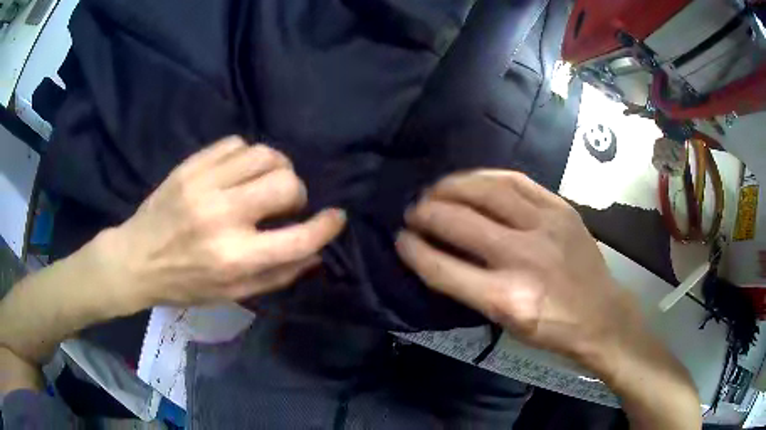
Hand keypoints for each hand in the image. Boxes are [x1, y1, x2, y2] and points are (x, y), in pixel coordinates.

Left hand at [93, 136, 345, 310]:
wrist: (136, 259)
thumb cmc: (185, 284)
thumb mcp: (232, 295)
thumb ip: (277, 275)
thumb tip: (315, 253)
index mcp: (234, 259)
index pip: (298, 238)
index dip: (326, 226)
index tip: (335, 218)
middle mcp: (222, 216)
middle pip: (286, 182)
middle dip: (297, 193)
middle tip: (284, 204)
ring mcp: (203, 185)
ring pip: (264, 154)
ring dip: (276, 168)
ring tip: (264, 183)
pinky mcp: (190, 166)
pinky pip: (235, 144)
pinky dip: (247, 156)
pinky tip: (238, 172)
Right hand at [395, 170, 643, 373]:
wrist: (601, 314)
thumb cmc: (551, 329)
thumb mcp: (505, 323)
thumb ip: (470, 289)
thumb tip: (438, 254)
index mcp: (505, 298)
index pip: (443, 268)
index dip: (413, 251)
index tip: (400, 240)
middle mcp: (522, 257)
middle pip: (459, 223)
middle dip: (426, 213)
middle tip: (413, 211)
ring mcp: (545, 226)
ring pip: (486, 192)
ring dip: (451, 187)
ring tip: (435, 189)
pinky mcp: (560, 208)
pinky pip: (516, 181)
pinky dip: (486, 177)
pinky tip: (472, 181)